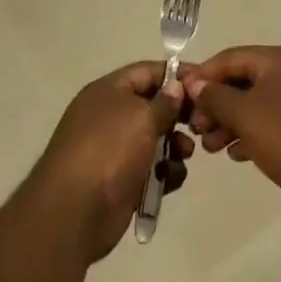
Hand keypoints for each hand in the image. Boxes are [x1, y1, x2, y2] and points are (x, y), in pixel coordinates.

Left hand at [31, 63, 192, 263]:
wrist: (75, 210)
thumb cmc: (110, 150)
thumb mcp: (141, 117)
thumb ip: (164, 101)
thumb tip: (175, 86)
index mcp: (108, 91)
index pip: (147, 71)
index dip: (176, 74)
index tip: (205, 83)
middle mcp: (110, 115)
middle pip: (153, 105)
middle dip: (178, 114)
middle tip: (202, 123)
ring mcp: (115, 149)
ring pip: (155, 139)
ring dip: (175, 145)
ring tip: (184, 153)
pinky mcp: (122, 180)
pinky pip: (151, 169)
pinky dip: (164, 172)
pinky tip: (170, 179)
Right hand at [182, 47, 280, 210]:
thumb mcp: (245, 115)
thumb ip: (216, 96)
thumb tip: (195, 83)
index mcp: (278, 60)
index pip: (229, 58)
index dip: (202, 75)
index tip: (180, 97)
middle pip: (242, 81)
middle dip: (214, 103)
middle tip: (195, 129)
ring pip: (255, 104)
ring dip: (229, 121)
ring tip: (211, 147)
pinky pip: (271, 122)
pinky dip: (250, 133)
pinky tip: (235, 153)